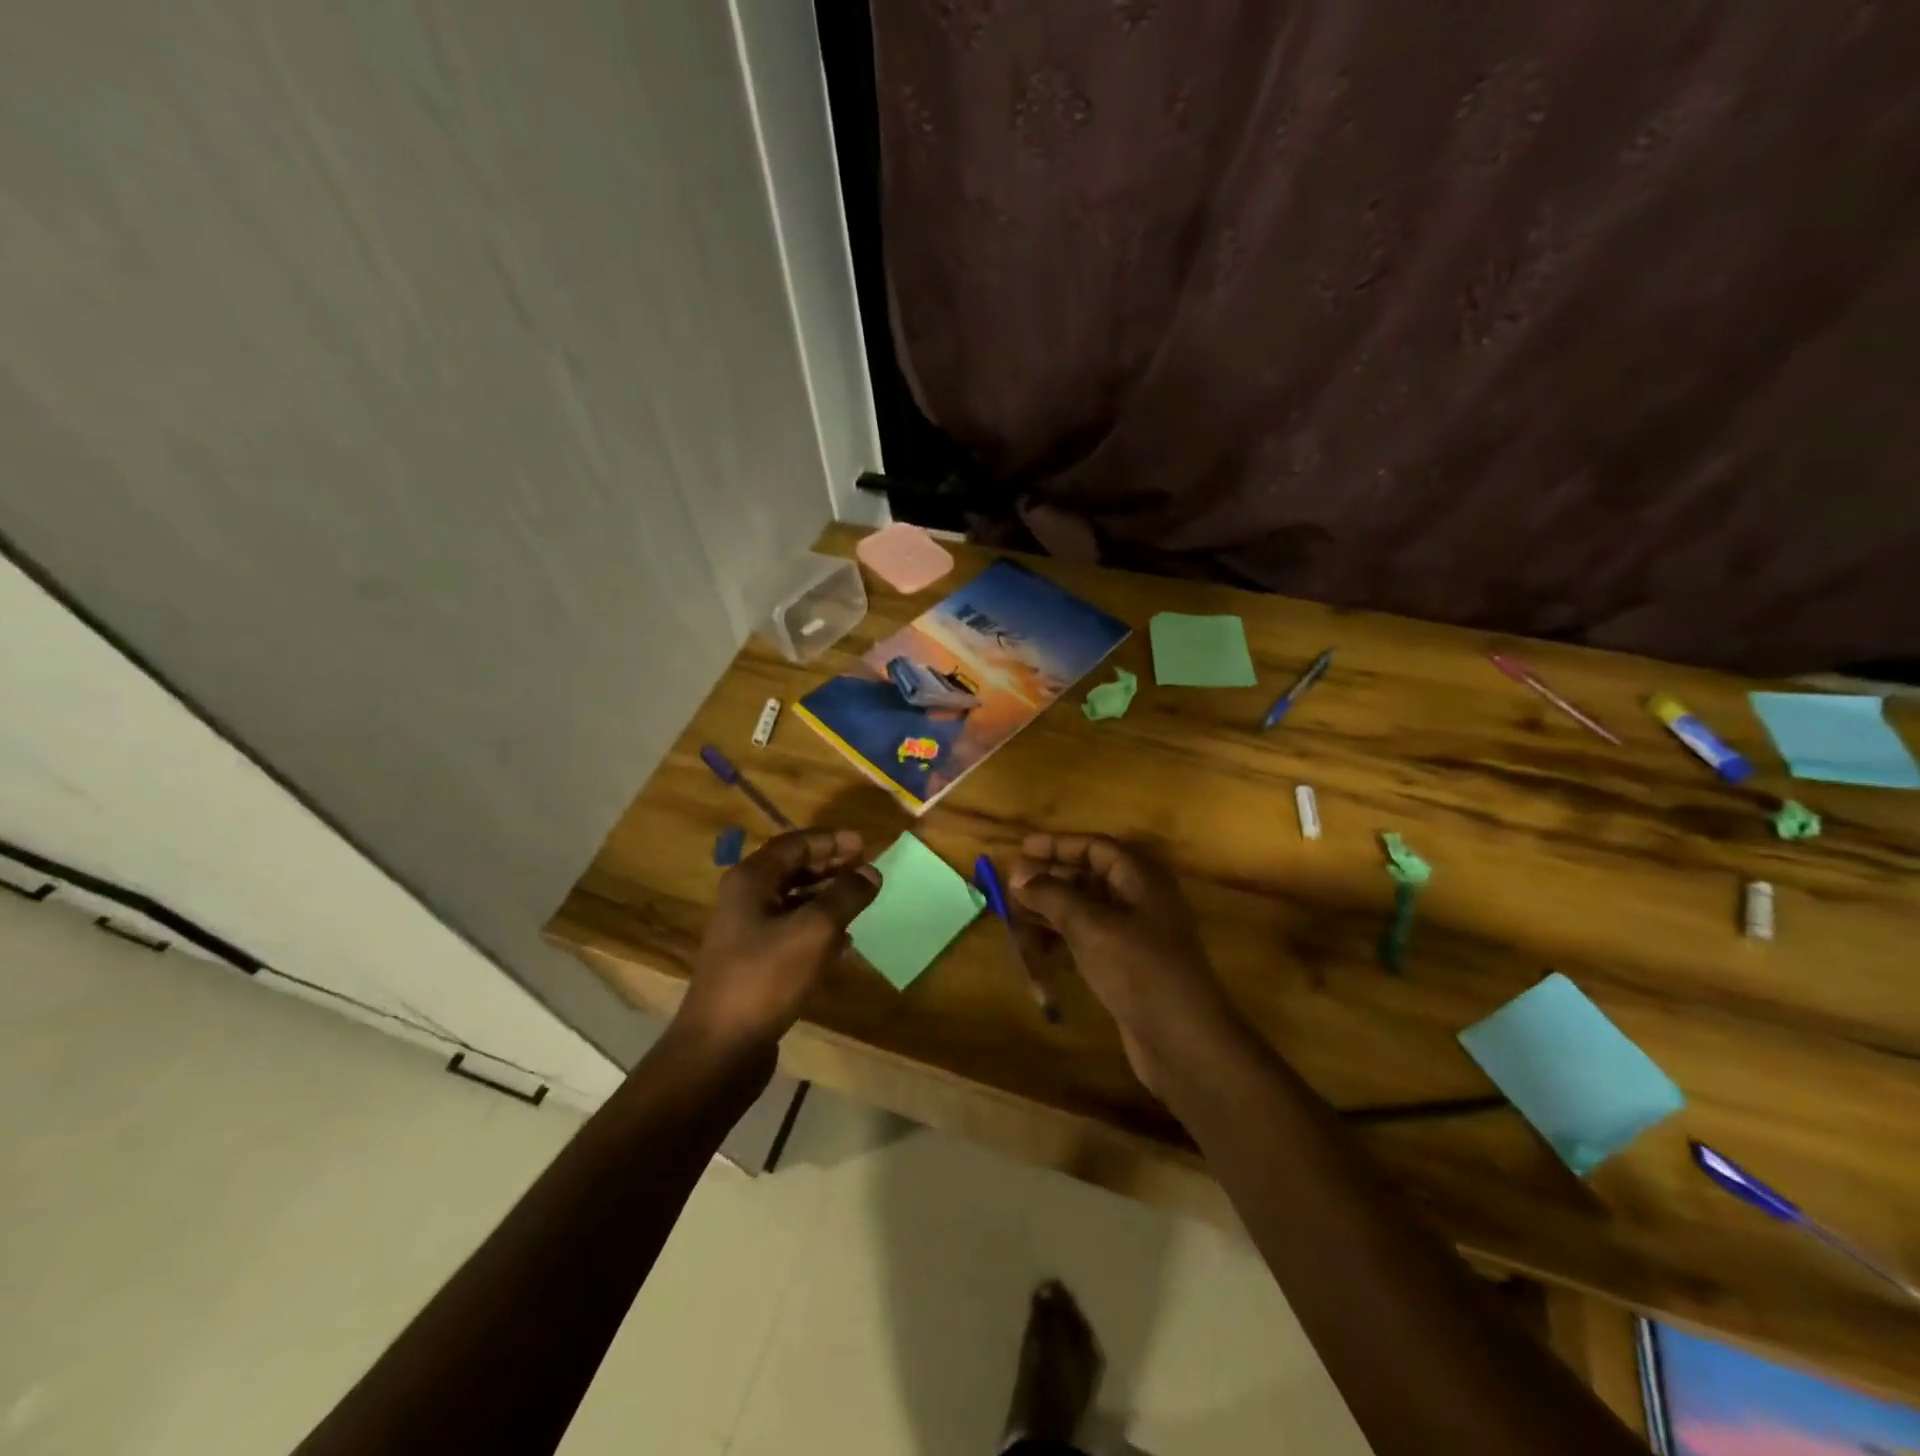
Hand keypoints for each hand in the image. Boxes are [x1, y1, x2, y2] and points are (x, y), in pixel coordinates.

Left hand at [675, 829, 879, 1056]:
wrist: (720, 1048)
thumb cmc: (766, 978)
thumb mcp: (815, 930)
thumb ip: (846, 896)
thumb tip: (871, 872)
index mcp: (751, 880)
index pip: (795, 844)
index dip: (831, 841)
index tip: (866, 844)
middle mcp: (745, 899)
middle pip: (792, 869)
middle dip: (831, 865)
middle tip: (867, 867)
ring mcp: (747, 932)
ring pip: (793, 901)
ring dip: (827, 896)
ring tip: (860, 899)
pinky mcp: (754, 962)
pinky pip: (791, 931)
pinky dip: (818, 927)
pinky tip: (844, 940)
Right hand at [1011, 833, 1242, 1095]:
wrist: (1183, 1042)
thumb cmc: (1139, 971)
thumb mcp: (1090, 926)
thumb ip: (1052, 895)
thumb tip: (1018, 874)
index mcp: (1141, 878)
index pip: (1095, 847)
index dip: (1057, 845)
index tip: (1021, 849)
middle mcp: (1140, 899)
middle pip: (1088, 876)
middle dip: (1049, 880)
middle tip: (1011, 887)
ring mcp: (1135, 934)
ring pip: (1085, 909)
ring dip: (1051, 911)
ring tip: (1016, 917)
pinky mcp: (1127, 965)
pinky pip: (1088, 939)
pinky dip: (1063, 939)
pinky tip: (1039, 950)